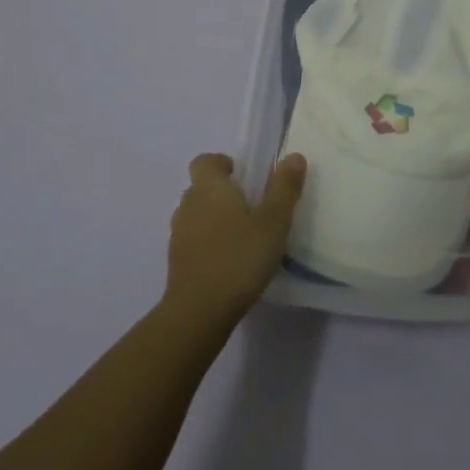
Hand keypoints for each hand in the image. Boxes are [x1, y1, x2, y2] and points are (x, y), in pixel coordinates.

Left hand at [164, 153, 306, 325]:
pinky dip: (208, 243)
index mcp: (209, 187)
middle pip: (202, 187)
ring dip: (215, 219)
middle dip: (224, 193)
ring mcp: (178, 234)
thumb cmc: (239, 258)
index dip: (223, 164)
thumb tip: (294, 156)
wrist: (198, 313)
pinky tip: (229, 262)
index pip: (206, 161)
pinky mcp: (176, 261)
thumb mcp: (273, 223)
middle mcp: (188, 203)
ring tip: (242, 238)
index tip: (244, 178)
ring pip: (197, 214)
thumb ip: (284, 188)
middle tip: (252, 210)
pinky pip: (193, 240)